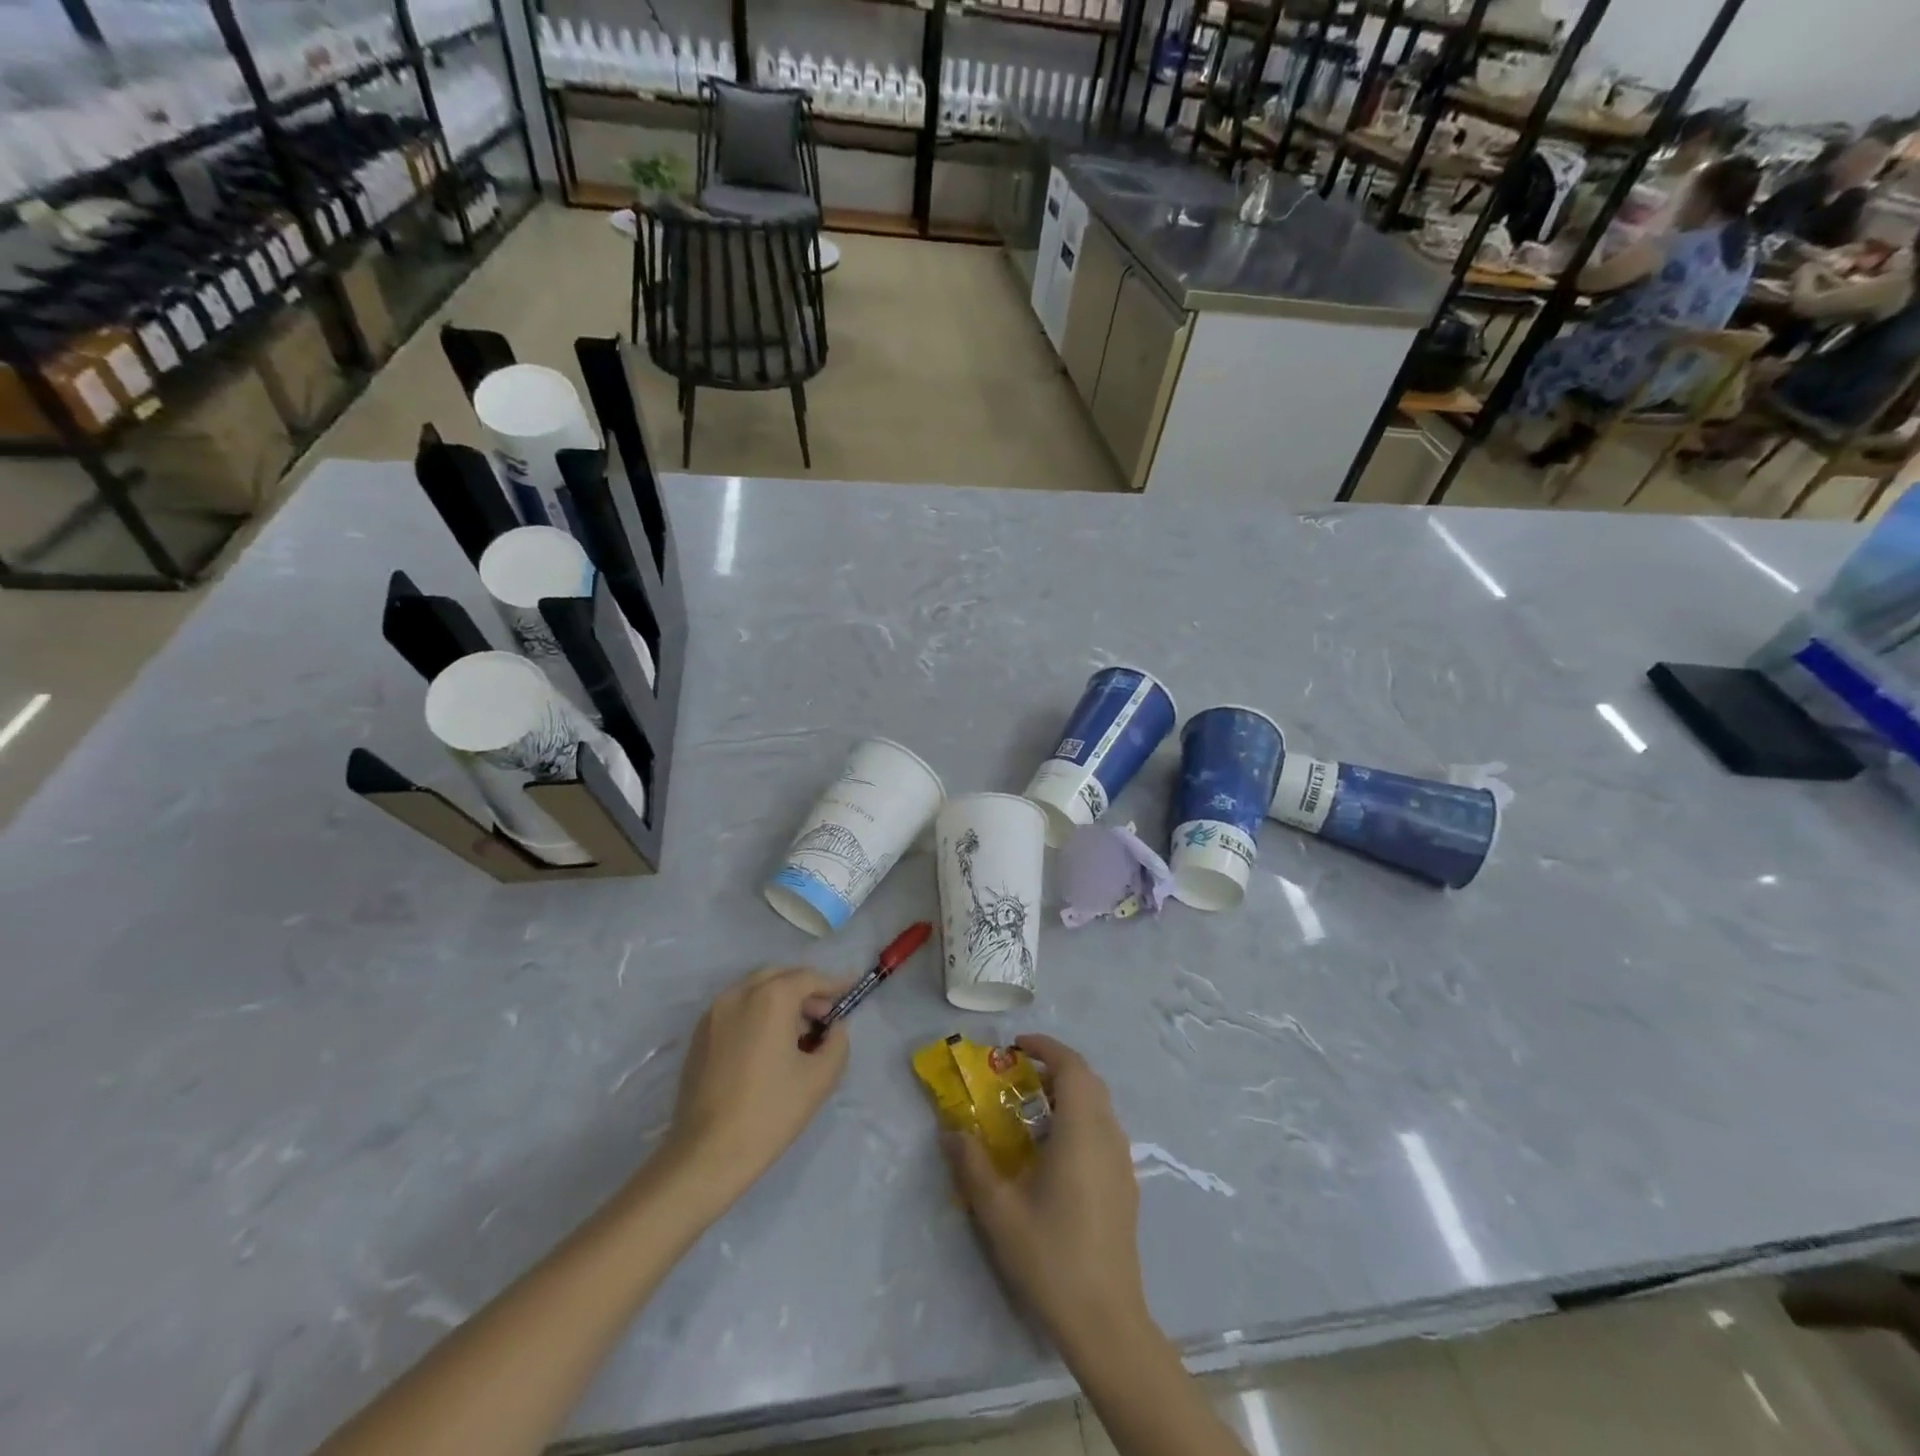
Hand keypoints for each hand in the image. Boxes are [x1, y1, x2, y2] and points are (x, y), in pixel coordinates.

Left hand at [660, 967, 852, 1203]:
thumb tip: (834, 1029)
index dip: (834, 983)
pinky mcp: (699, 1034)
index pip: (809, 977)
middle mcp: (739, 993)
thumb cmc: (770, 1112)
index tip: (851, 990)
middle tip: (824, 1015)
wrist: (707, 1154)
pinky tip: (767, 1046)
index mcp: (770, 998)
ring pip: (756, 990)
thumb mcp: (820, 1078)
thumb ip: (838, 1042)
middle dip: (805, 990)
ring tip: (797, 1034)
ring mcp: (714, 1012)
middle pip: (780, 976)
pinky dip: (757, 1012)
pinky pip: (736, 1008)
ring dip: (781, 1000)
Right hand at [941, 1034, 1147, 1351]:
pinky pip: (1104, 1130)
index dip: (1045, 1047)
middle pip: (1088, 1081)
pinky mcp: (1126, 1184)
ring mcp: (1122, 1161)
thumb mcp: (999, 1210)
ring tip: (1032, 1110)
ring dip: (1069, 1093)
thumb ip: (972, 1164)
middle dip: (1055, 1067)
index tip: (1016, 1045)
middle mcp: (1108, 1136)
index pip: (1071, 1066)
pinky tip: (1055, 1151)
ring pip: (1099, 1105)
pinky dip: (1080, 1118)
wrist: (1106, 1321)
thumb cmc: (1051, 1256)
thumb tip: (950, 1131)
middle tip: (1019, 1075)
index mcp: (1081, 1131)